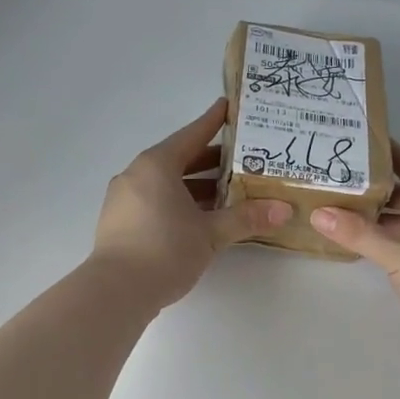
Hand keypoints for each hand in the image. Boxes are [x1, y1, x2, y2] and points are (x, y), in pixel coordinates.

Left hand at [92, 99, 291, 309]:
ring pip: (166, 183)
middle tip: (243, 158)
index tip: (229, 108)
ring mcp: (124, 199)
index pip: (191, 135)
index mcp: (156, 165)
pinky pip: (154, 201)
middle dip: (210, 160)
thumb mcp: (210, 234)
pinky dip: (178, 202)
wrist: (116, 291)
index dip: (213, 122)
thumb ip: (245, 218)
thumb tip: (283, 210)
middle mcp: (136, 175)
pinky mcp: (120, 222)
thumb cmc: (165, 250)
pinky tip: (200, 217)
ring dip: (195, 185)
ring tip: (229, 191)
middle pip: (178, 159)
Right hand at [310, 146, 399, 368]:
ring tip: (336, 208)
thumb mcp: (397, 255)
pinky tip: (358, 240)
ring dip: (377, 215)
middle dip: (370, 187)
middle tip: (330, 180)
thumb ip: (357, 233)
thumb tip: (318, 213)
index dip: (377, 153)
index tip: (344, 147)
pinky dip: (387, 236)